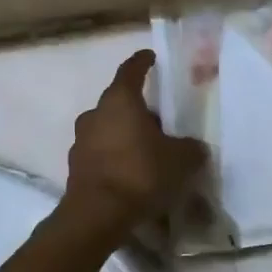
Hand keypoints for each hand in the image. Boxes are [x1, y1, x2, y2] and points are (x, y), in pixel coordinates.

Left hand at [62, 50, 207, 233]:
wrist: (98, 214)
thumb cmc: (141, 173)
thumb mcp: (181, 160)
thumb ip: (191, 148)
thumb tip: (194, 147)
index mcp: (120, 101)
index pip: (131, 71)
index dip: (142, 62)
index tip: (150, 57)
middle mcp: (95, 114)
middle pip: (119, 103)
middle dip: (139, 110)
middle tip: (161, 123)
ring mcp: (81, 141)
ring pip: (109, 130)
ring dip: (126, 136)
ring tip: (149, 153)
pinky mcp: (77, 167)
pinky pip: (102, 155)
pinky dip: (116, 159)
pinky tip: (133, 175)